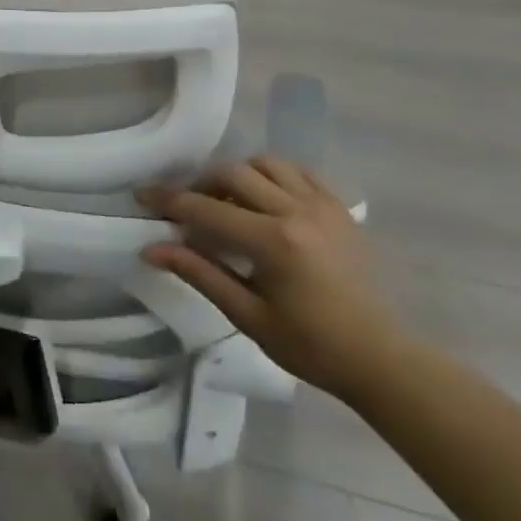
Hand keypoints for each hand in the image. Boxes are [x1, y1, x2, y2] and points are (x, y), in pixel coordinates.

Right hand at [137, 156, 406, 400]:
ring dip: (238, 175)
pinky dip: (273, 176)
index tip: (142, 194)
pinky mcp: (340, 208)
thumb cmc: (309, 345)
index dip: (168, 200)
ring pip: (266, 163)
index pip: (206, 209)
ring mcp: (323, 205)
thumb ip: (199, 273)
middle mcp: (297, 211)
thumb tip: (151, 248)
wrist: (378, 357)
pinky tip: (265, 200)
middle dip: (201, 184)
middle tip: (187, 209)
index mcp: (273, 241)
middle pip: (233, 173)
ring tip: (228, 203)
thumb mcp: (247, 314)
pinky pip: (299, 172)